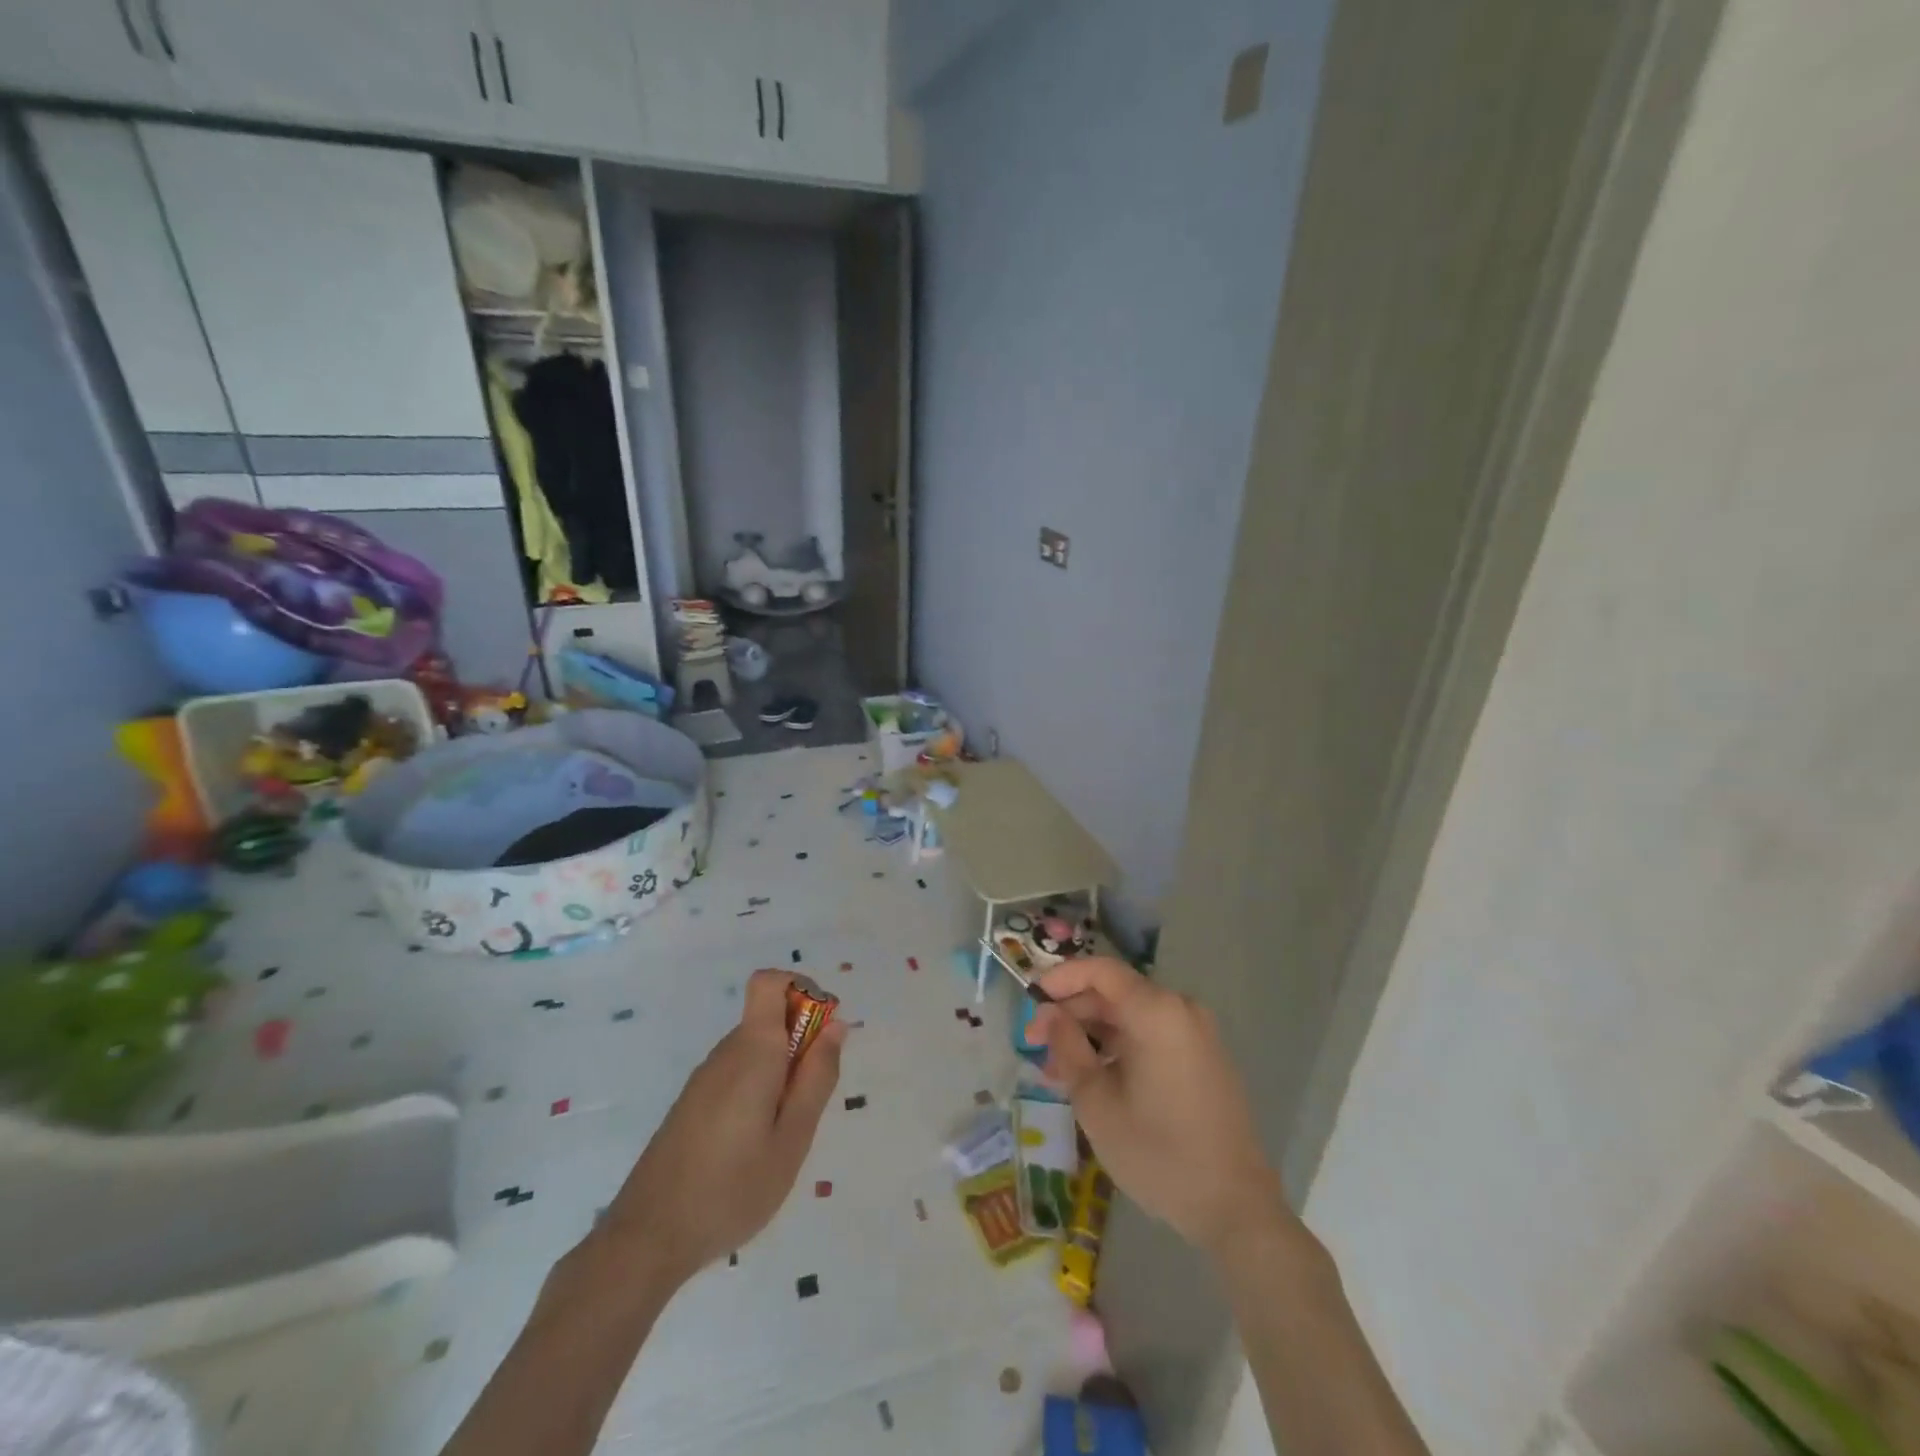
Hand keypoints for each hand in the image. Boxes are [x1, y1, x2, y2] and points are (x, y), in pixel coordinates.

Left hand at [595, 968, 845, 1284]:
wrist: (646, 1239)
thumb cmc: (731, 1189)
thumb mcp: (792, 1138)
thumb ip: (817, 1077)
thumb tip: (835, 1025)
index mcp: (752, 1050)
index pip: (770, 981)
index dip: (802, 989)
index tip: (824, 1031)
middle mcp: (726, 1052)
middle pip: (769, 1017)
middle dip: (802, 1043)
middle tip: (810, 1103)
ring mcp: (704, 1078)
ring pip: (756, 1049)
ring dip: (782, 1071)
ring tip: (783, 1133)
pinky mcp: (692, 1103)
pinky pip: (738, 1073)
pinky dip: (759, 1090)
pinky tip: (754, 1146)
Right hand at [1030, 958, 1285, 1257]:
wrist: (1235, 1208)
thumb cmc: (1158, 1153)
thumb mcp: (1096, 1102)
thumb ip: (1067, 1047)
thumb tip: (1049, 1014)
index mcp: (1157, 1011)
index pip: (1100, 970)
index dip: (1061, 978)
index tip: (1030, 998)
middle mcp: (1180, 1010)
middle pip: (1115, 993)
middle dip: (1072, 1013)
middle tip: (1035, 1043)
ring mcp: (1197, 1033)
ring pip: (1131, 1016)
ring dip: (1092, 1034)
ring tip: (1057, 1069)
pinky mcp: (1204, 1057)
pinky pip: (1152, 1035)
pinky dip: (1119, 1046)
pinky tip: (1094, 1077)